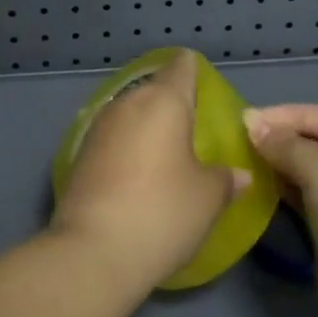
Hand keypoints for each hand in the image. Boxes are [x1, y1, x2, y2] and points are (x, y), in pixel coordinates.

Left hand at [50, 52, 249, 293]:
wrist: (93, 250)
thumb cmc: (162, 212)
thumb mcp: (208, 198)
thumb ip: (224, 178)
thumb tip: (237, 174)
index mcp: (163, 100)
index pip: (181, 66)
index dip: (193, 71)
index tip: (204, 87)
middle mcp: (128, 102)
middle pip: (154, 90)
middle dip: (172, 105)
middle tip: (192, 131)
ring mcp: (98, 126)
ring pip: (130, 114)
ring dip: (146, 127)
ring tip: (166, 155)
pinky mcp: (79, 153)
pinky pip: (112, 138)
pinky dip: (127, 148)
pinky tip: (137, 174)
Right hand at [243, 104, 317, 316]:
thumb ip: (283, 144)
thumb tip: (251, 122)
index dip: (288, 115)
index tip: (248, 121)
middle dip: (282, 141)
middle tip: (241, 143)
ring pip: (313, 174)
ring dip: (281, 168)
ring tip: (245, 165)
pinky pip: (311, 201)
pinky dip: (288, 193)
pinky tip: (261, 191)